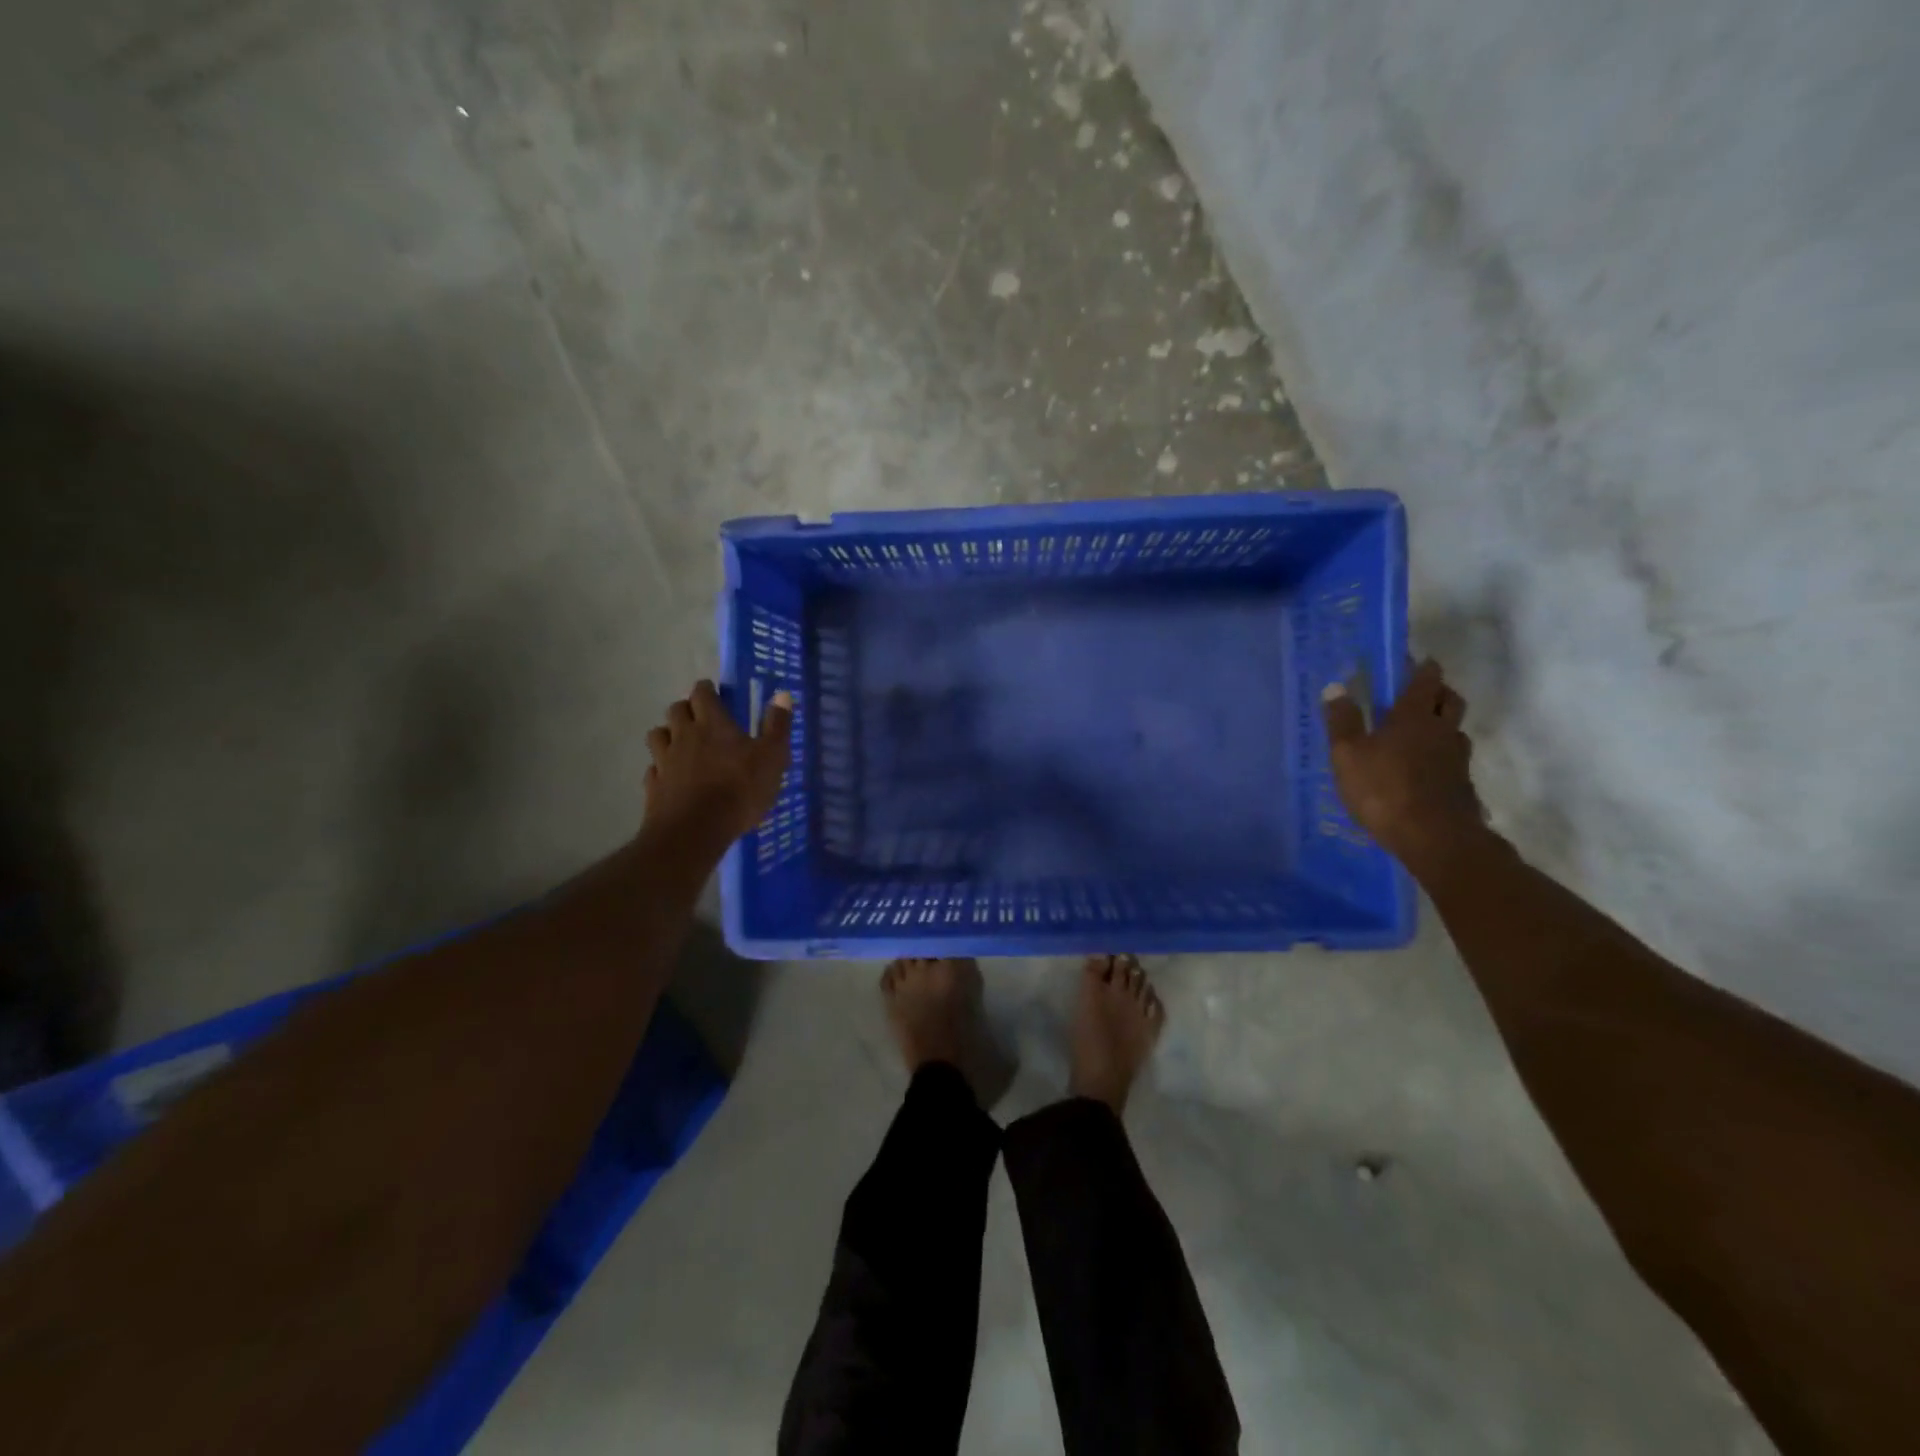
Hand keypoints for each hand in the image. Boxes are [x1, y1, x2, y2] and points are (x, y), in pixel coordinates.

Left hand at [644, 680, 794, 844]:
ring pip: (658, 735)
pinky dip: (661, 768)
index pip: (702, 693)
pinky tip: (672, 778)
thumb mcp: (772, 758)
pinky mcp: (653, 786)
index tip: (714, 693)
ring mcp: (664, 761)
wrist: (695, 831)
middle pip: (676, 710)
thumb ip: (777, 726)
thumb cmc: (740, 790)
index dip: (707, 690)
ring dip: (668, 734)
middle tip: (701, 719)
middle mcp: (683, 735)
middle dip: (687, 710)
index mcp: (712, 724)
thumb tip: (783, 694)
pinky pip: (653, 769)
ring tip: (682, 745)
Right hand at [1323, 659, 1485, 873]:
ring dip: (1442, 723)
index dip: (1421, 667)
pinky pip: (1453, 758)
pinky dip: (1442, 754)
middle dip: (1438, 690)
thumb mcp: (1348, 755)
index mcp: (1413, 716)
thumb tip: (1335, 687)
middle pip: (1450, 699)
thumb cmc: (1384, 789)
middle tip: (1421, 691)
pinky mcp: (1462, 784)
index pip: (1425, 680)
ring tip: (1421, 731)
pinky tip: (1426, 767)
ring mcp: (1457, 758)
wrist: (1434, 837)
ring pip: (1455, 729)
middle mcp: (1442, 730)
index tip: (1415, 661)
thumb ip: (1342, 721)